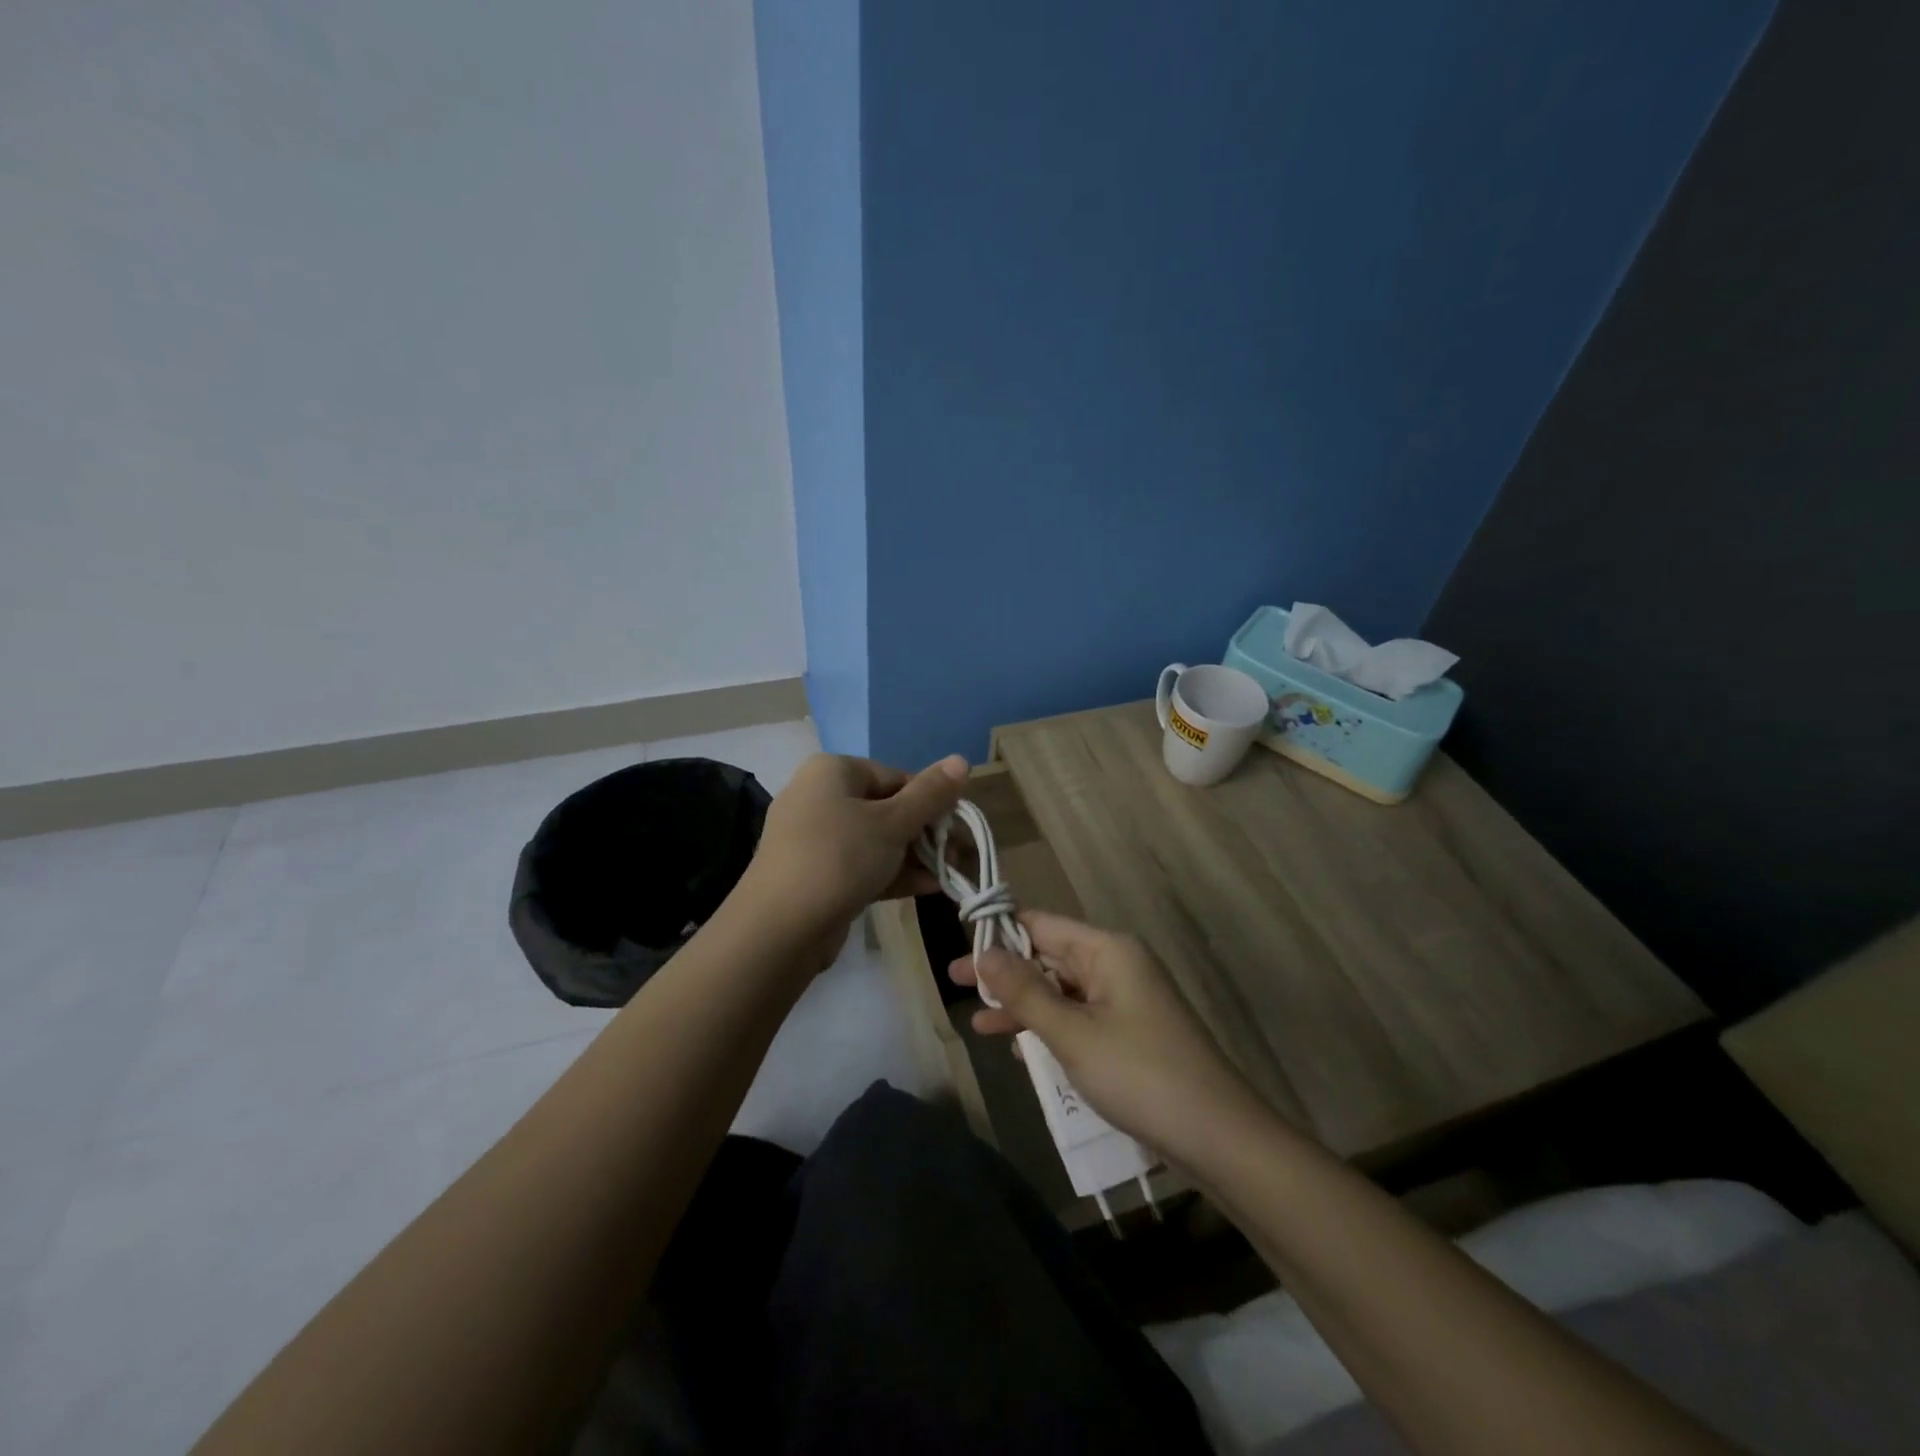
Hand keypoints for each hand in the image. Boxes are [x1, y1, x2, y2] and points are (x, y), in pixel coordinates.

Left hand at [743, 752, 968, 942]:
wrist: (780, 928)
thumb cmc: (840, 857)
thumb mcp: (893, 822)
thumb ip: (930, 793)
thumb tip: (962, 759)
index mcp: (832, 771)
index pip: (895, 776)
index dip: (931, 801)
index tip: (958, 827)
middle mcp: (818, 796)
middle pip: (886, 808)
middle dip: (924, 833)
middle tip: (958, 855)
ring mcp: (813, 838)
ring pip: (874, 840)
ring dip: (913, 856)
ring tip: (949, 874)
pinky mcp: (814, 874)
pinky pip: (860, 864)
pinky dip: (890, 873)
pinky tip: (927, 888)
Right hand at [949, 911, 1262, 1158]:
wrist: (1218, 1139)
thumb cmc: (1140, 1075)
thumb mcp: (1072, 1034)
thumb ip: (1024, 992)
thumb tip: (983, 952)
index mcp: (1107, 950)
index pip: (1041, 924)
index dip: (999, 932)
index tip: (959, 944)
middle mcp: (1116, 965)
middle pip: (1049, 956)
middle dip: (1005, 973)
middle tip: (954, 984)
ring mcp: (1125, 1000)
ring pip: (1061, 991)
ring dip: (1022, 1006)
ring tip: (977, 1023)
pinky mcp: (1129, 1033)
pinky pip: (1078, 1018)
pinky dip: (1049, 1029)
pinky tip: (1020, 1051)